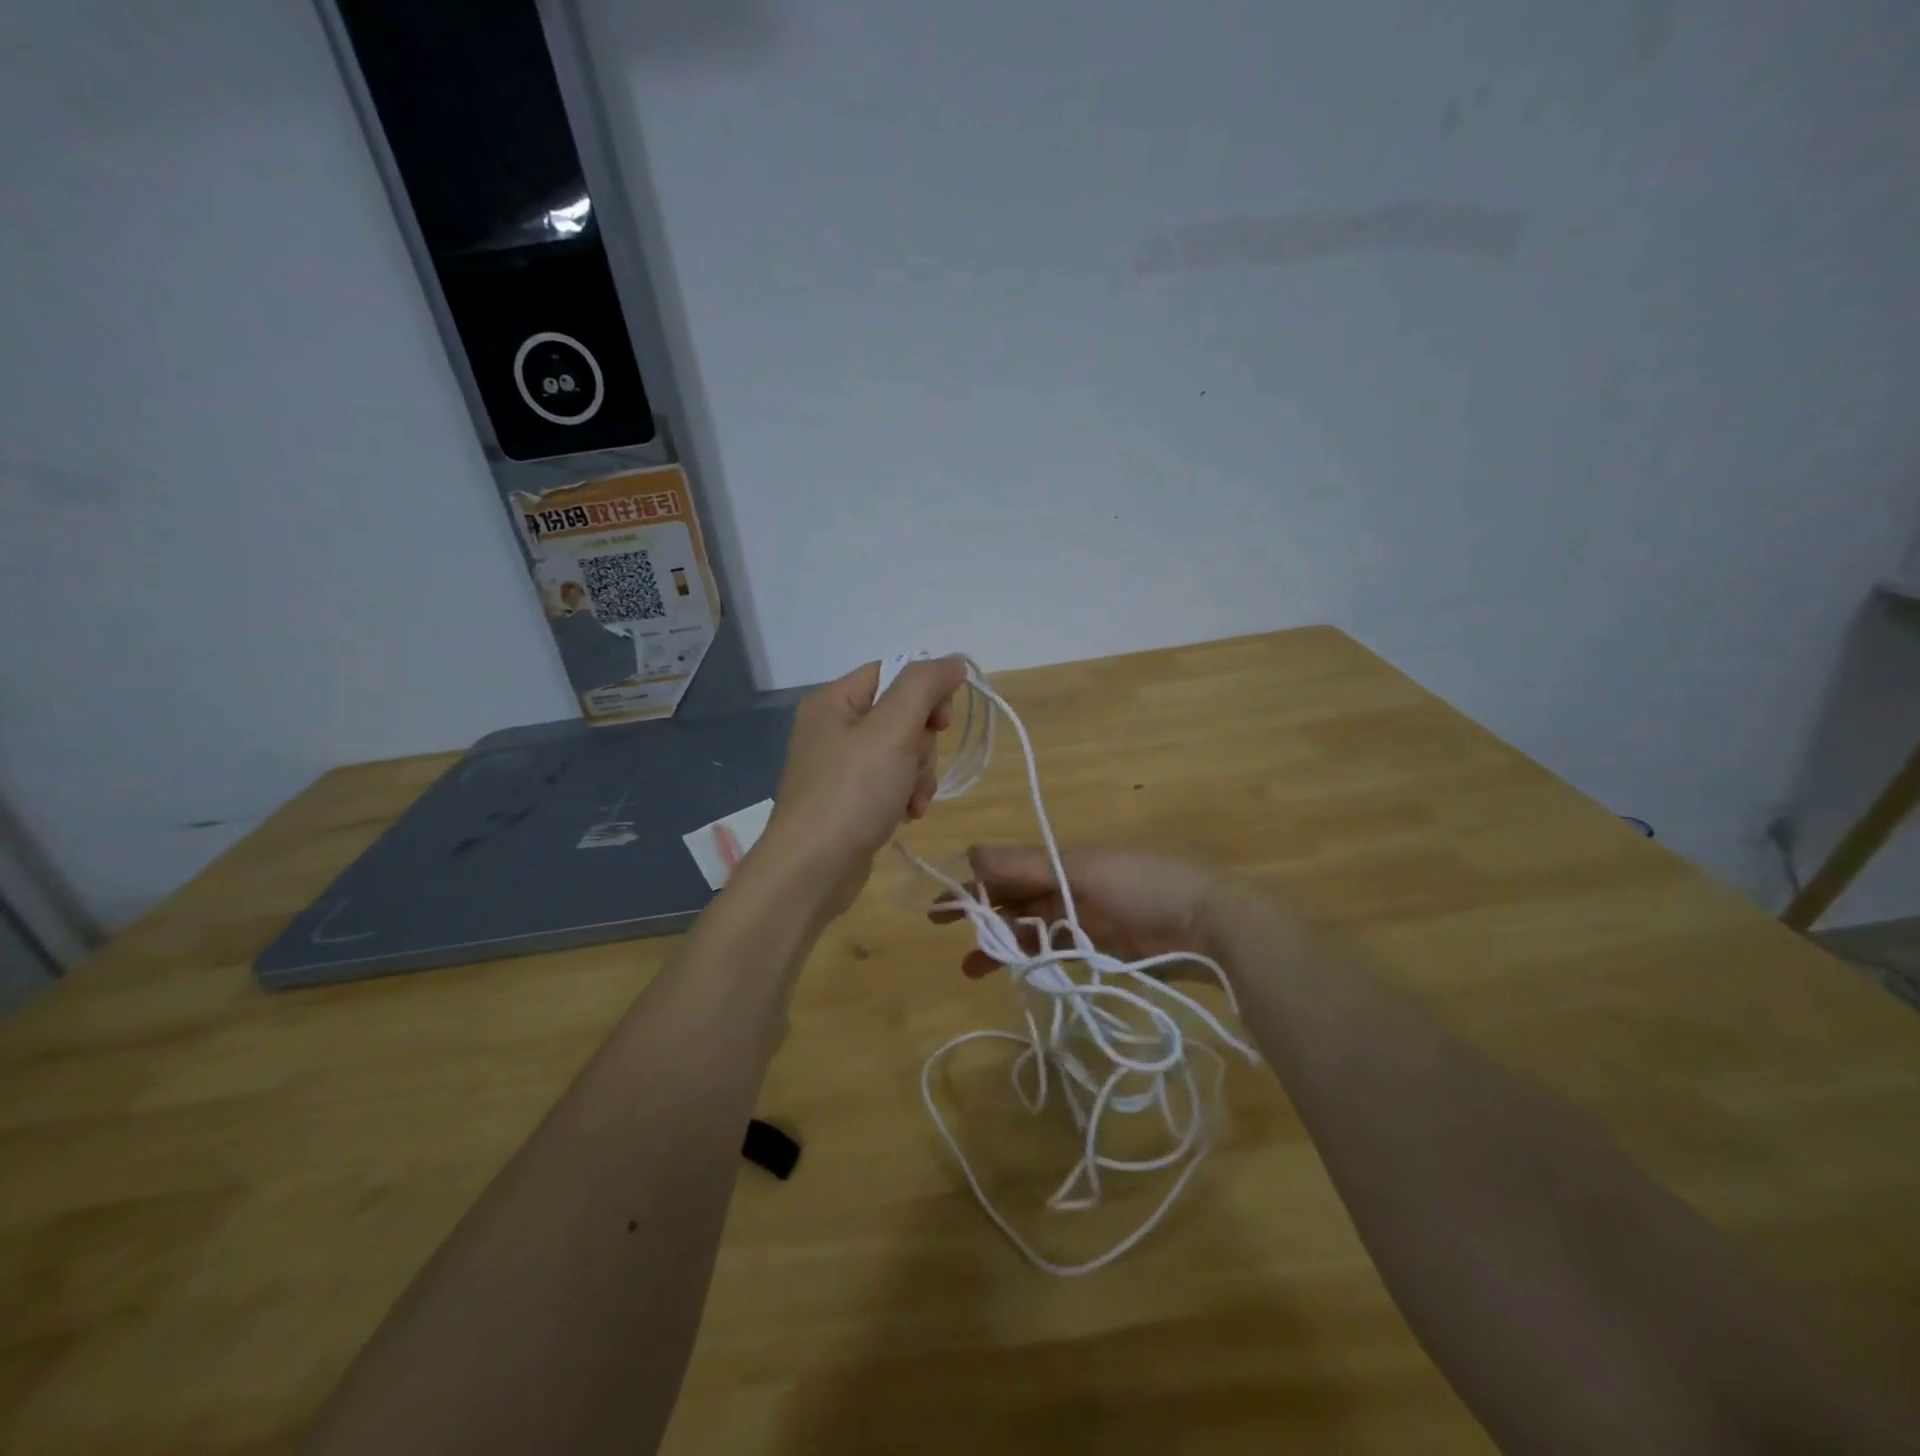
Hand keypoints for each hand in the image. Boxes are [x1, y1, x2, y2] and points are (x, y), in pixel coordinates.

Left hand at [755, 656, 970, 917]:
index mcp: (834, 701)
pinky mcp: (848, 799)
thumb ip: (925, 686)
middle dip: (921, 745)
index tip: (943, 721)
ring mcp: (839, 766)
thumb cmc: (852, 792)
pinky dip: (904, 795)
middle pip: (901, 715)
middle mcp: (833, 728)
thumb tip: (954, 660)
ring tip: (911, 801)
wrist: (812, 870)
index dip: (926, 692)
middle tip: (913, 768)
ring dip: (918, 775)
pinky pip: (890, 782)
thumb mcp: (893, 729)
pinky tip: (906, 814)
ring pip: (902, 752)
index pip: (893, 673)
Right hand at [937, 844, 1231, 979]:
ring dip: (1000, 942)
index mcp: (1063, 860)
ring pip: (1029, 927)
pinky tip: (1011, 969)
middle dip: (980, 912)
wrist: (1207, 923)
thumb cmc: (1142, 883)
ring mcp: (1083, 919)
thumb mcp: (1081, 869)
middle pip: (1014, 898)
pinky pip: (1054, 950)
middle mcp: (1068, 886)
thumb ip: (1026, 865)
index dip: (973, 883)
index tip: (940, 903)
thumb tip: (971, 851)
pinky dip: (1031, 957)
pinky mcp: (1099, 950)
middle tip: (941, 928)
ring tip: (970, 966)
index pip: (1007, 870)